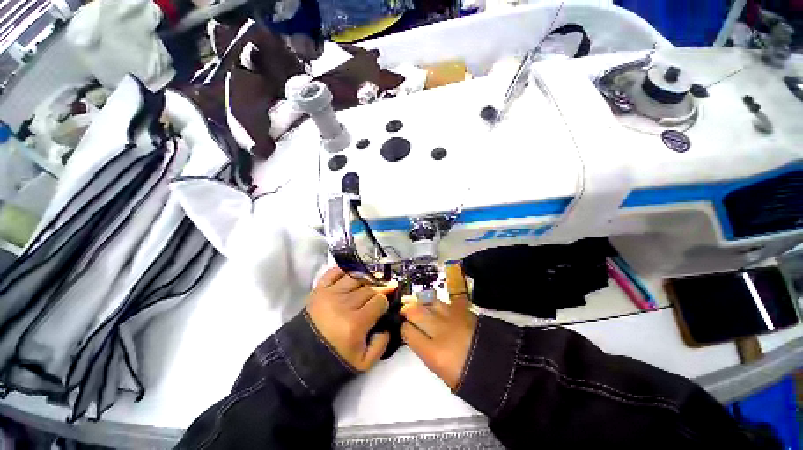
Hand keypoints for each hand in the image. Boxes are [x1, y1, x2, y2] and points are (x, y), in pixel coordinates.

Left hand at [307, 267, 396, 371]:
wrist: (302, 358)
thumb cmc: (335, 360)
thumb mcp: (364, 363)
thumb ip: (382, 344)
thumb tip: (388, 326)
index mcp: (355, 323)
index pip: (379, 301)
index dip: (385, 302)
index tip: (385, 306)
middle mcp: (344, 304)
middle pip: (370, 288)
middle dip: (380, 288)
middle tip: (385, 289)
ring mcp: (330, 294)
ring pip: (356, 277)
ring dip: (367, 278)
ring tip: (373, 280)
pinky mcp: (319, 290)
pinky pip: (335, 272)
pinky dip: (345, 271)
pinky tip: (353, 276)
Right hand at [401, 264, 477, 389]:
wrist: (501, 368)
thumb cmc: (469, 378)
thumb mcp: (442, 372)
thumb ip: (427, 352)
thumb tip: (419, 337)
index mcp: (433, 352)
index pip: (408, 332)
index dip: (404, 329)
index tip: (405, 329)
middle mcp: (439, 331)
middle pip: (416, 312)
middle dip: (408, 311)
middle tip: (406, 311)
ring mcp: (452, 317)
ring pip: (430, 302)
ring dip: (423, 304)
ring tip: (420, 306)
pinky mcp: (463, 311)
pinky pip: (446, 302)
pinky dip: (439, 303)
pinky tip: (438, 306)